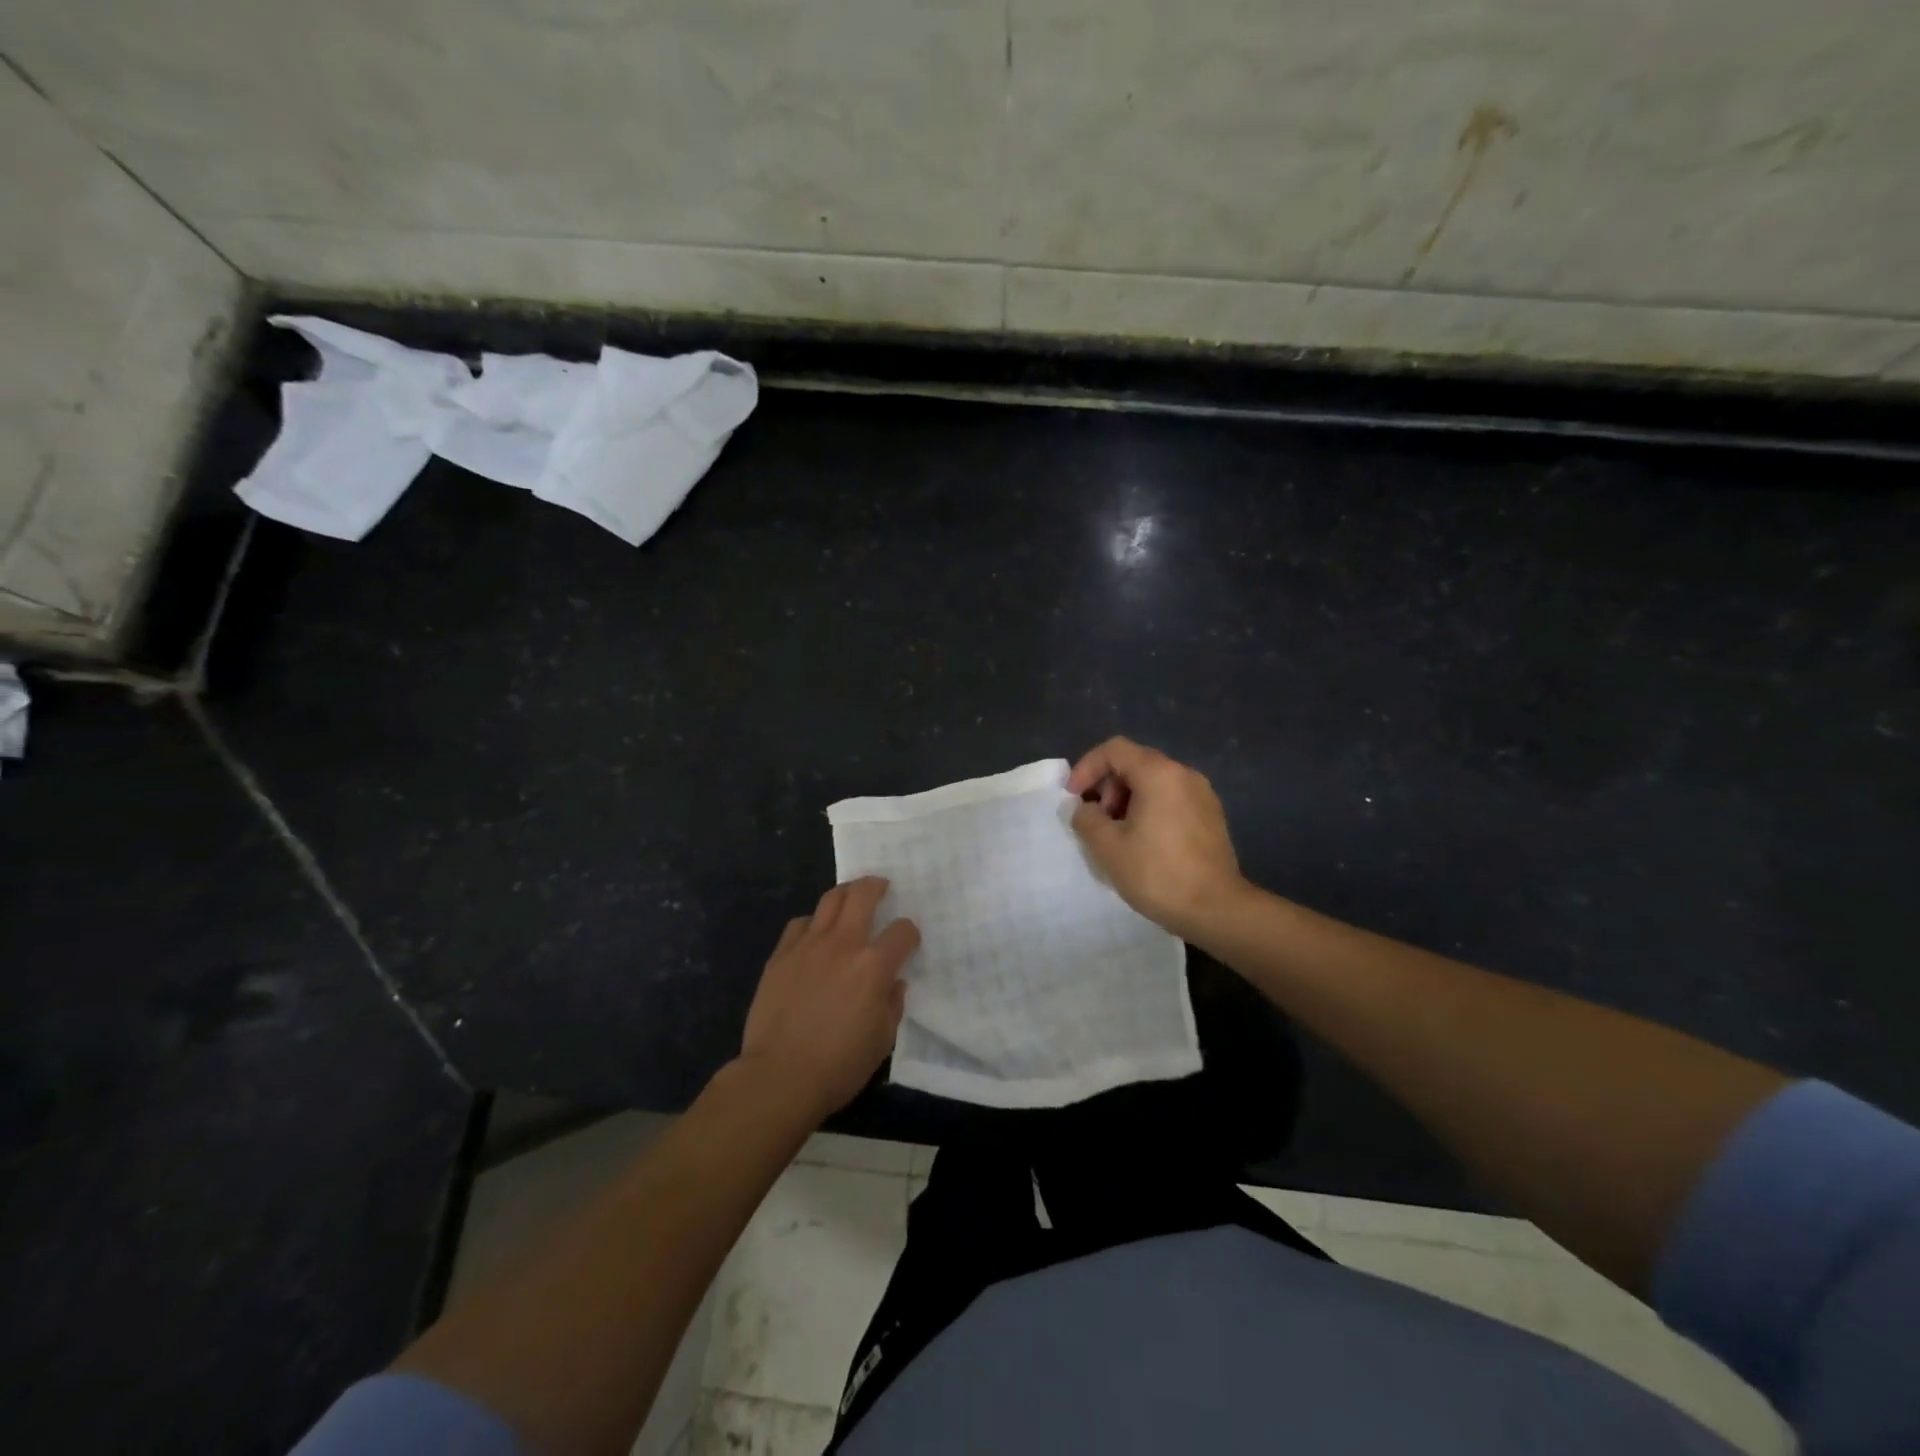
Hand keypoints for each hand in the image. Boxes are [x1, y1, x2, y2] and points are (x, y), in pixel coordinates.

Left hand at [737, 877, 919, 1123]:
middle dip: (876, 886)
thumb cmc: (839, 1064)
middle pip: (863, 895)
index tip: (908, 941)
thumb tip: (893, 984)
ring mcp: (808, 945)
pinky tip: (813, 935)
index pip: (902, 931)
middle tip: (881, 887)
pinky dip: (811, 923)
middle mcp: (843, 944)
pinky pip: (799, 924)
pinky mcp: (781, 955)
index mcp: (874, 965)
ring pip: (829, 900)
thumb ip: (892, 1004)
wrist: (780, 1076)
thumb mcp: (882, 1040)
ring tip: (850, 897)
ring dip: (845, 894)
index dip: (910, 933)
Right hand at [1068, 736, 1248, 940]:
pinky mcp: (1211, 815)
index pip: (1114, 750)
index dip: (1086, 768)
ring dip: (1126, 799)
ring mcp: (1202, 794)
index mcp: (1159, 774)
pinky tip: (1142, 841)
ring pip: (1154, 781)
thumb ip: (1087, 819)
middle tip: (1097, 820)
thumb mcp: (1108, 848)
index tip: (1073, 797)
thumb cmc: (1158, 874)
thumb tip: (1085, 809)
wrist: (1217, 909)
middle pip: (1135, 762)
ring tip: (1117, 834)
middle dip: (1107, 786)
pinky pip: (1171, 798)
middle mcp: (1184, 774)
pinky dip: (1149, 808)